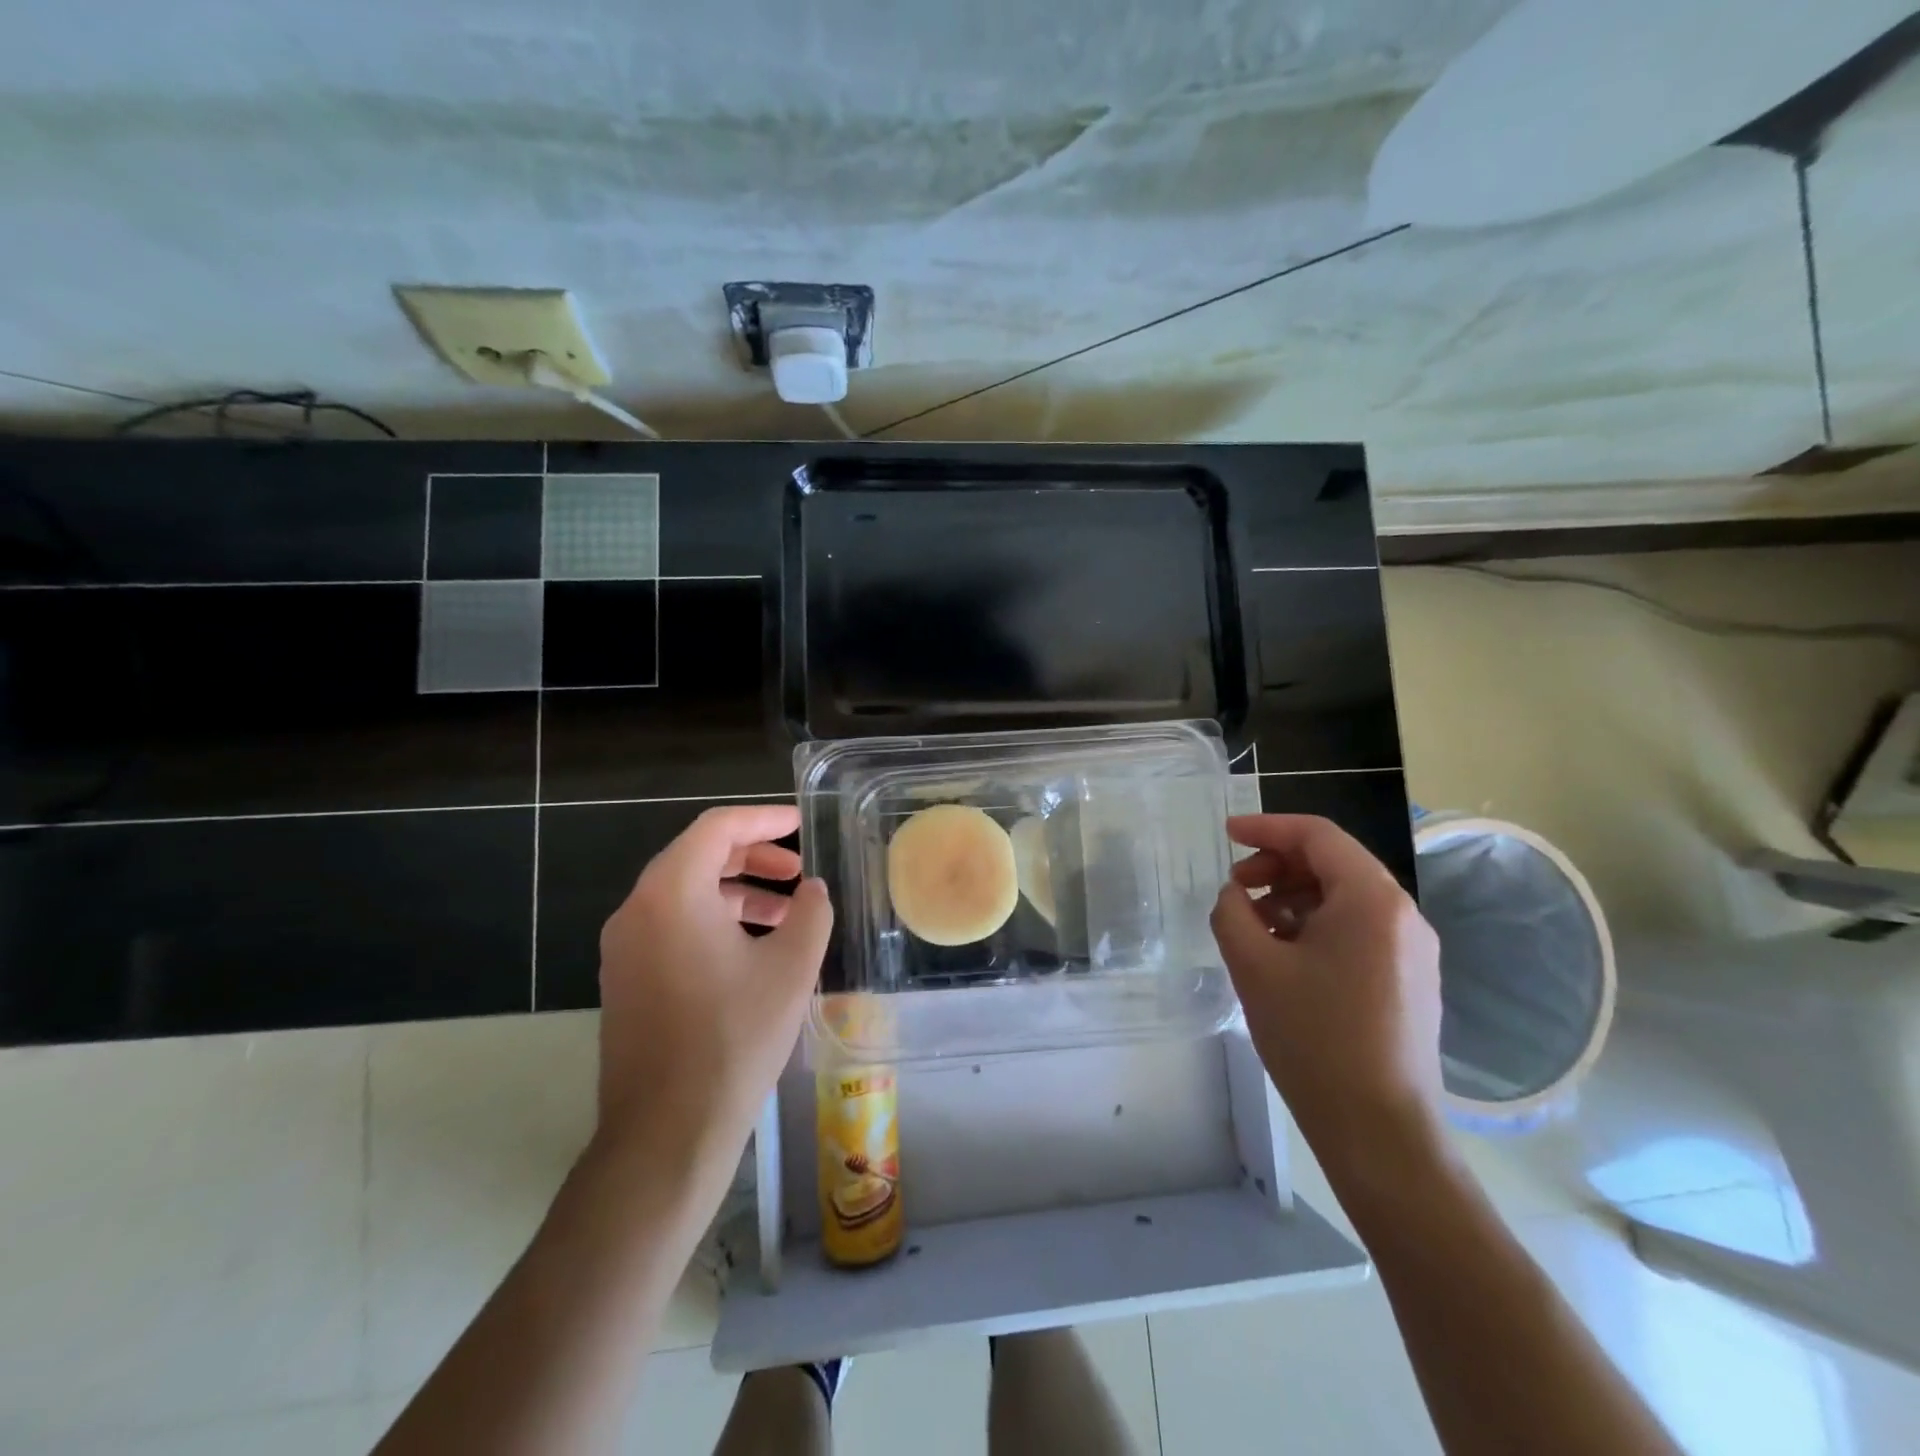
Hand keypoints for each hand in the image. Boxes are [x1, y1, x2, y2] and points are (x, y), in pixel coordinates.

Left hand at [595, 804, 833, 1177]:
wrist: (667, 1131)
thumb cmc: (734, 1037)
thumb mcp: (791, 967)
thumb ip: (810, 913)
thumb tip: (811, 891)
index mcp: (672, 893)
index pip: (717, 827)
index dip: (763, 818)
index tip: (800, 823)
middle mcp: (638, 910)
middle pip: (697, 856)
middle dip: (752, 856)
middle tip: (796, 871)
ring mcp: (624, 947)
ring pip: (685, 894)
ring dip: (736, 891)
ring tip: (785, 914)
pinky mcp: (625, 980)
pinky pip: (671, 926)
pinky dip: (713, 920)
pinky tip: (752, 950)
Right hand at [1210, 814, 1444, 1180]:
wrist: (1380, 1131)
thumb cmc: (1313, 1038)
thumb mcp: (1254, 965)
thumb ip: (1232, 911)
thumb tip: (1236, 895)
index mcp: (1372, 899)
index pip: (1317, 835)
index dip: (1266, 828)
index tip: (1226, 834)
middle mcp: (1403, 914)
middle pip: (1333, 863)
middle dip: (1277, 865)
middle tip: (1235, 888)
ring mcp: (1414, 949)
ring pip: (1345, 897)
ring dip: (1294, 897)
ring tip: (1254, 926)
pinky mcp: (1411, 979)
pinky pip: (1358, 930)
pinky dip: (1316, 925)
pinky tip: (1285, 955)